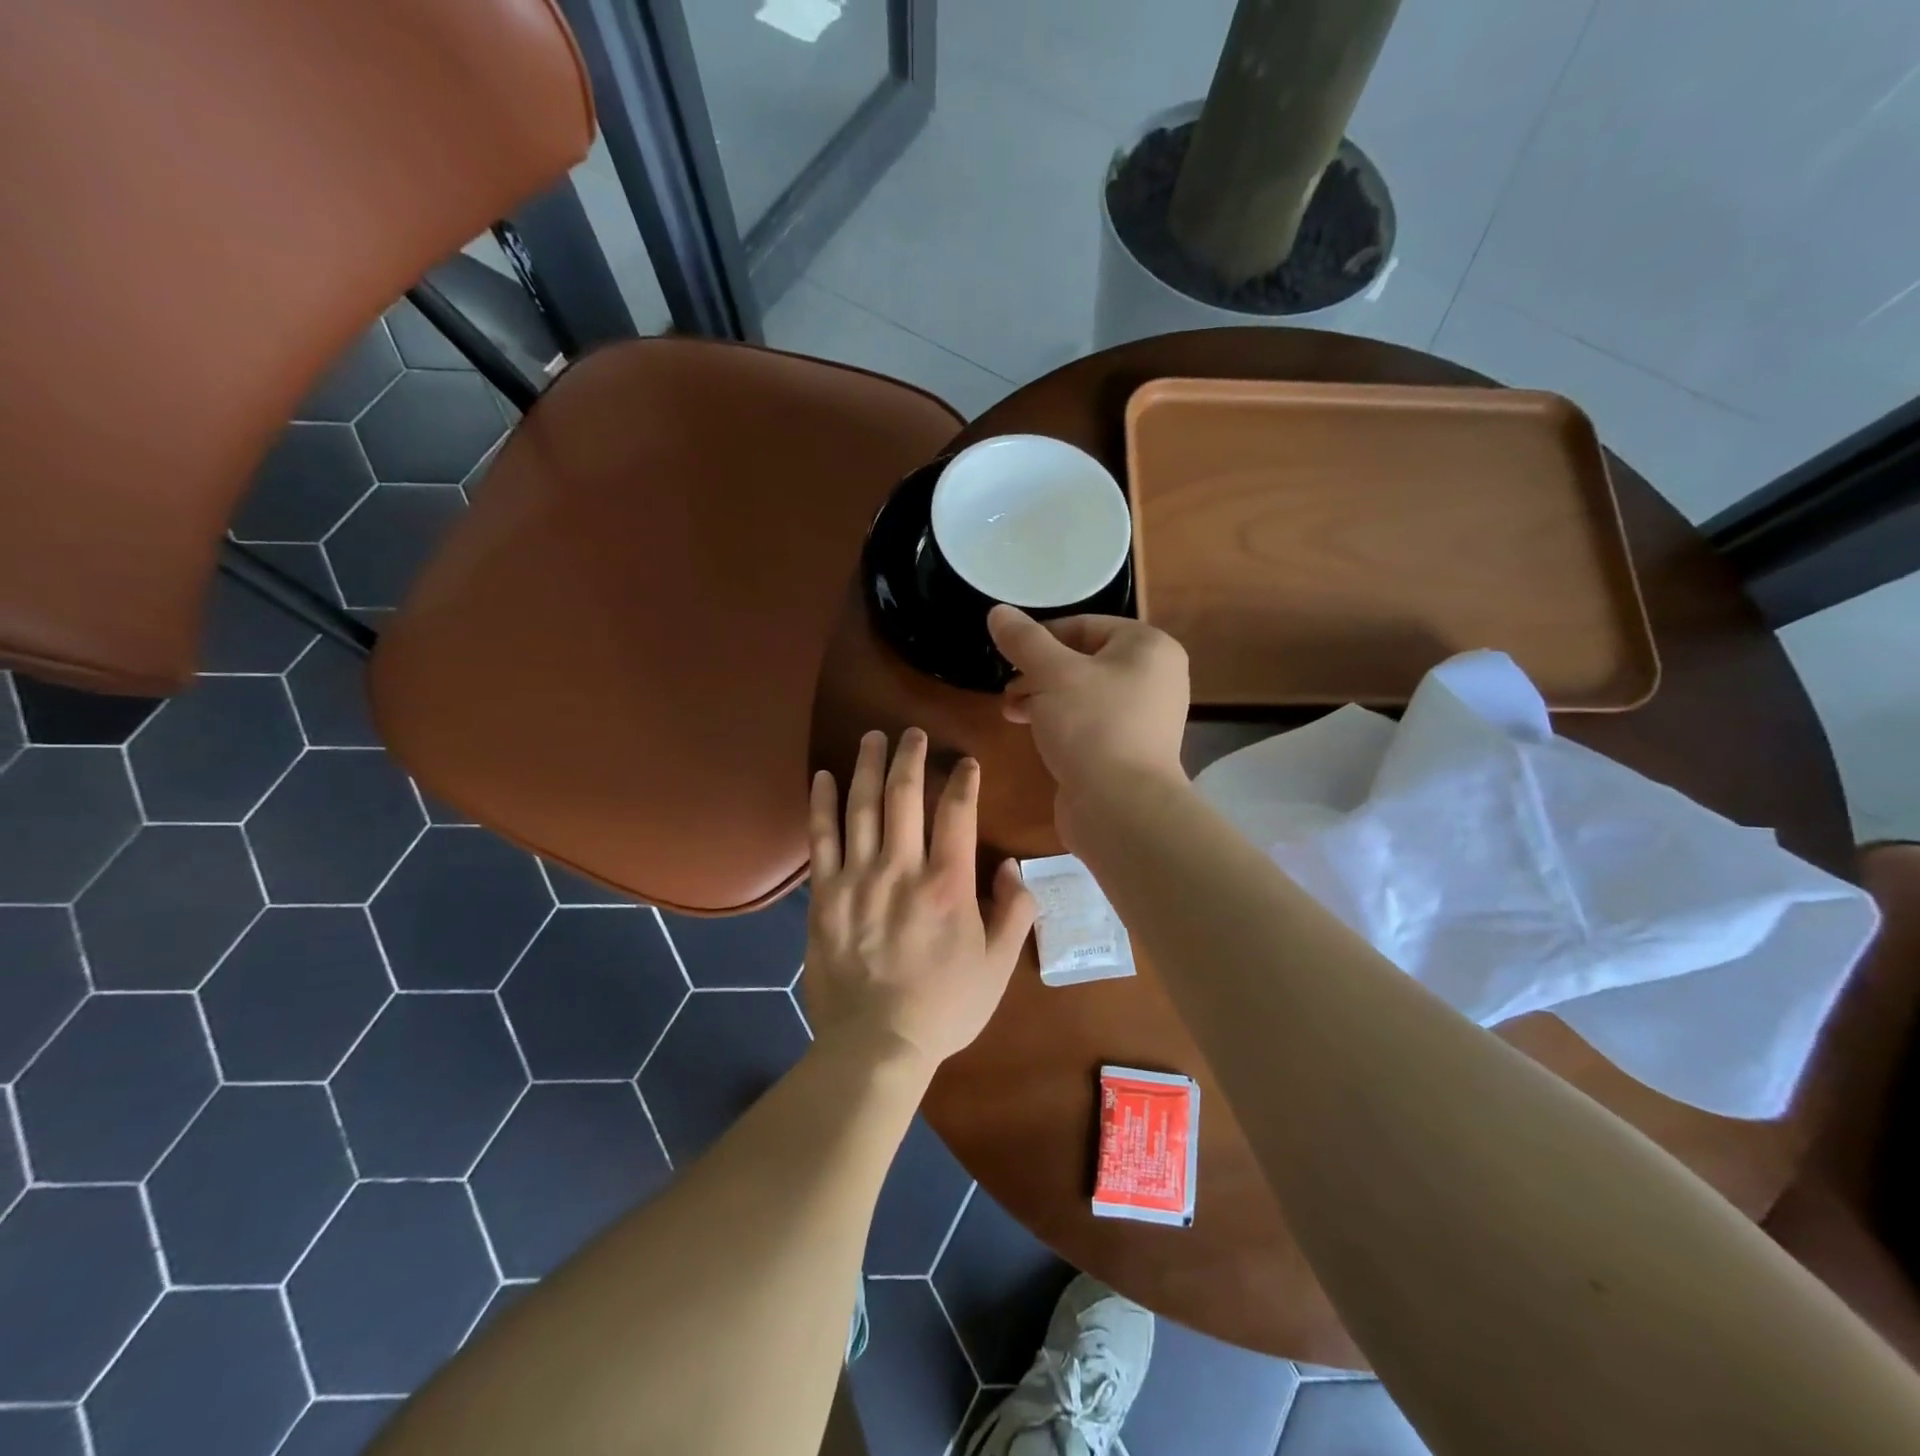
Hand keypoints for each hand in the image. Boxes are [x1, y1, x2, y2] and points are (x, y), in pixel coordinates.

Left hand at [803, 729, 1036, 1072]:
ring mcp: (857, 879)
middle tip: (912, 732)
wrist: (875, 1045)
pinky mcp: (824, 895)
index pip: (957, 812)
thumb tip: (1011, 867)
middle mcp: (901, 869)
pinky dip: (821, 804)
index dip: (963, 779)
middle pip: (905, 795)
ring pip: (861, 806)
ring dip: (867, 766)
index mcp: (948, 884)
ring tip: (872, 737)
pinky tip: (822, 777)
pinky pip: (821, 839)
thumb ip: (1014, 912)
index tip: (966, 762)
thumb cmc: (945, 1007)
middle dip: (911, 756)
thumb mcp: (998, 966)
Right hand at [988, 605, 1189, 813]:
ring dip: (1043, 698)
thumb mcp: (1052, 673)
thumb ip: (1024, 640)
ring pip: (1083, 694)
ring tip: (1011, 712)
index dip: (1042, 637)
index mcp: (1148, 647)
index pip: (1086, 625)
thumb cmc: (1092, 726)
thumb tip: (998, 611)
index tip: (1008, 656)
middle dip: (1039, 671)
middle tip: (1008, 688)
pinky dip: (1060, 723)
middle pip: (1084, 660)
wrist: (1121, 807)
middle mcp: (1154, 677)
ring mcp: (1144, 717)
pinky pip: (1089, 724)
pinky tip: (1034, 735)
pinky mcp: (1128, 750)